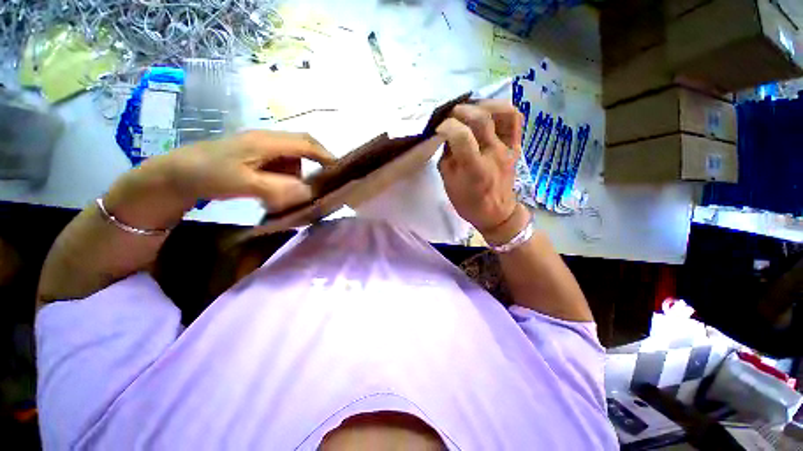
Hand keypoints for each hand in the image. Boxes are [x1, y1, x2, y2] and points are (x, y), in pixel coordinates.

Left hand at [163, 131, 334, 208]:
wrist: (175, 174)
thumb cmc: (208, 174)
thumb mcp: (244, 183)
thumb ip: (279, 188)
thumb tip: (309, 192)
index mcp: (267, 141)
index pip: (307, 142)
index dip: (326, 155)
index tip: (340, 172)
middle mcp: (268, 140)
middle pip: (303, 150)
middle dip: (314, 168)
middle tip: (319, 188)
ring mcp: (262, 148)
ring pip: (293, 161)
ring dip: (297, 178)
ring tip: (288, 196)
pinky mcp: (256, 157)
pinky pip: (281, 167)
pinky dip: (285, 180)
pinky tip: (275, 193)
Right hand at [436, 101, 527, 243]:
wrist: (497, 213)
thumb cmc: (469, 203)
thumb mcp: (449, 183)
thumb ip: (447, 157)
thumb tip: (447, 136)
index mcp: (474, 169)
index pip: (461, 136)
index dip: (446, 126)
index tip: (438, 129)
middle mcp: (494, 155)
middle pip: (481, 119)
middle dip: (460, 112)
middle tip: (449, 116)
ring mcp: (508, 148)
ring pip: (502, 112)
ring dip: (482, 105)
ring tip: (468, 110)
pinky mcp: (516, 145)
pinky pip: (515, 118)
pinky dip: (500, 109)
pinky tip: (487, 111)